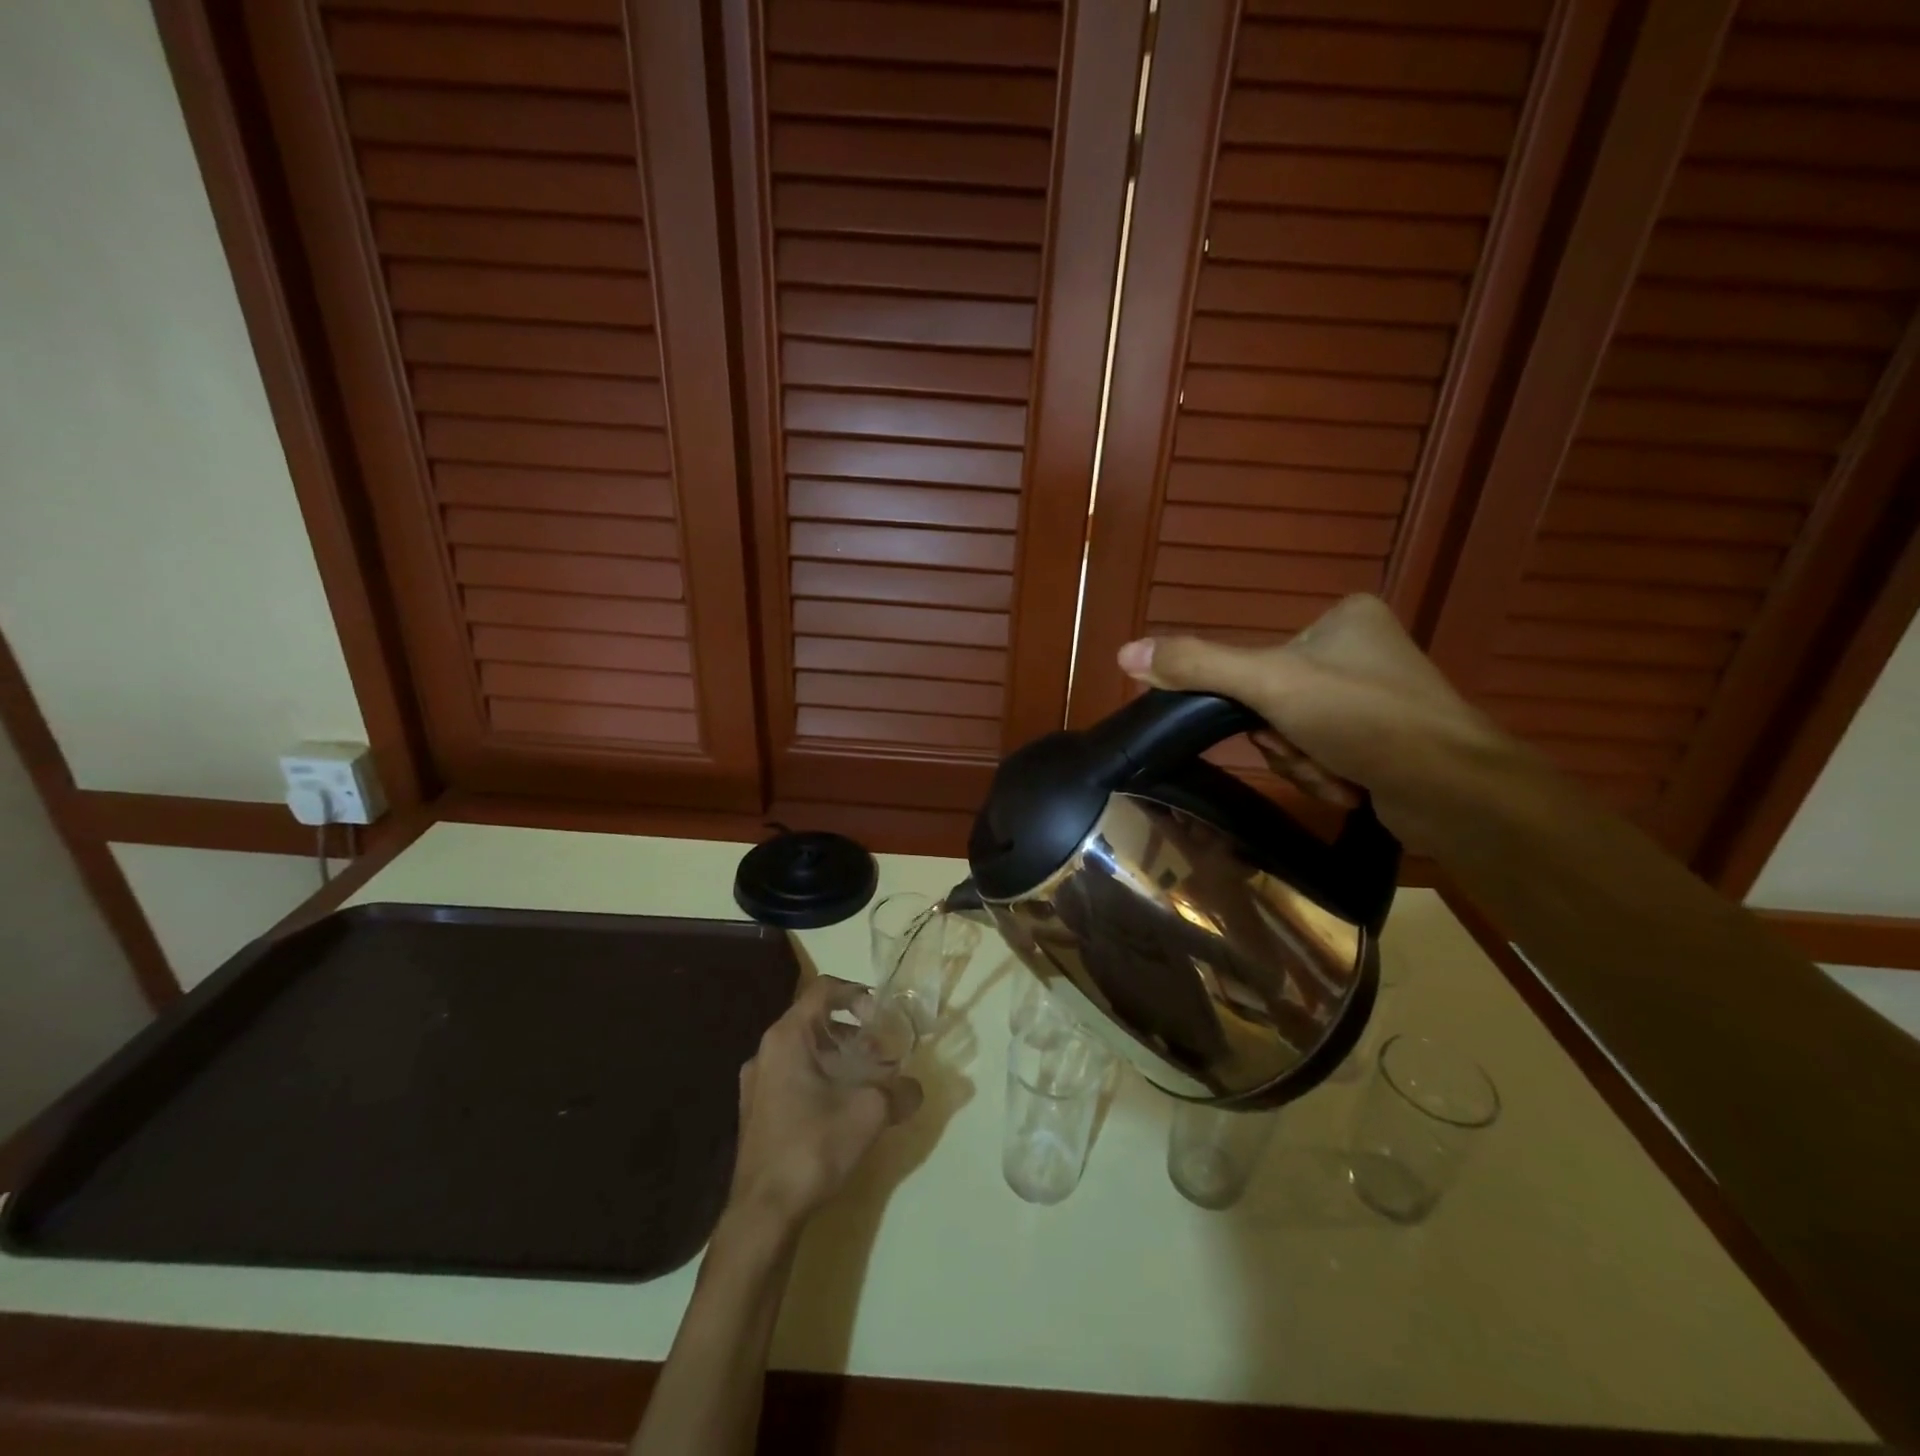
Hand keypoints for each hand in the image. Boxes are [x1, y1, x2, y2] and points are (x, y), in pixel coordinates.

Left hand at [725, 977, 923, 1234]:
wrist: (762, 1214)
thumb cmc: (812, 1147)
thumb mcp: (868, 1114)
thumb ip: (898, 1091)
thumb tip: (916, 1088)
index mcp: (787, 1037)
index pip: (823, 990)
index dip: (855, 992)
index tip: (881, 1014)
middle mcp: (766, 1051)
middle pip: (815, 1020)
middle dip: (852, 1031)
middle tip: (882, 1051)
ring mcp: (757, 1083)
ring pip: (805, 1051)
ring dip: (838, 1057)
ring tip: (868, 1080)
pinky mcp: (757, 1112)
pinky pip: (794, 1077)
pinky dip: (821, 1079)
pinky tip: (844, 1108)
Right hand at [1117, 594, 1519, 849]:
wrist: (1456, 791)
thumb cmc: (1363, 717)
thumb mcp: (1268, 683)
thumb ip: (1196, 666)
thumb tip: (1122, 653)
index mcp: (1343, 619)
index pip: (1259, 660)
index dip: (1254, 701)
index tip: (1272, 720)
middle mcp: (1362, 652)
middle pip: (1276, 702)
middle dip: (1284, 740)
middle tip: (1309, 748)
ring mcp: (1378, 698)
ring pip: (1297, 735)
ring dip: (1304, 763)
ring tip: (1340, 773)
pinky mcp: (1388, 742)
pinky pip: (1326, 755)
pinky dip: (1329, 776)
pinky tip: (1355, 786)